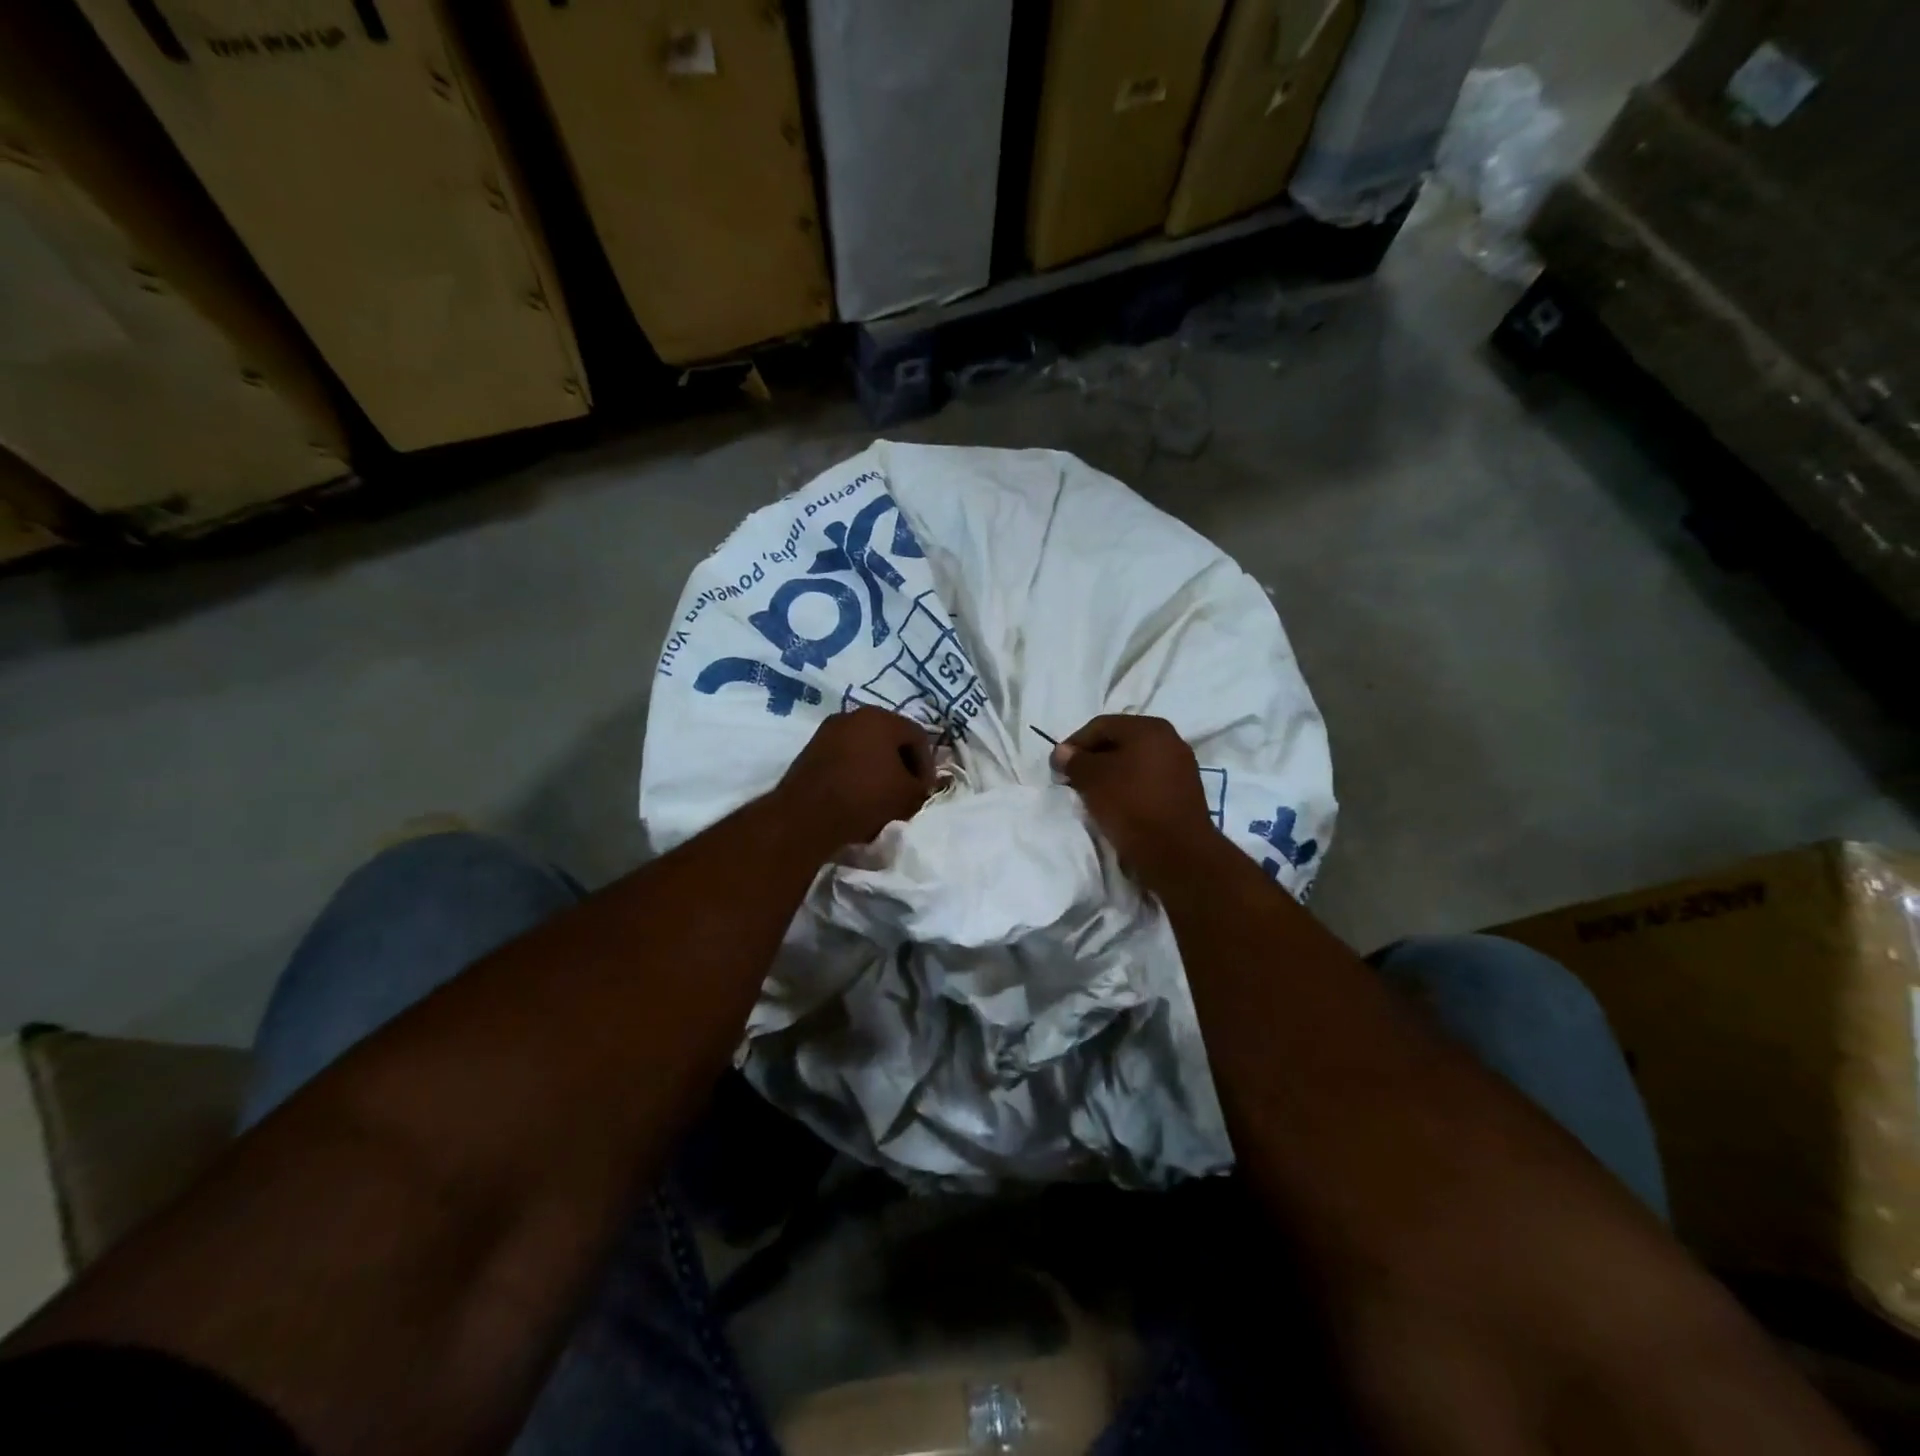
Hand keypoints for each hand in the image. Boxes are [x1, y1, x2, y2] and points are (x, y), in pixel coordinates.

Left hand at [775, 707, 935, 849]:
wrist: (807, 814)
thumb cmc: (865, 796)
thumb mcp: (908, 796)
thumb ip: (921, 786)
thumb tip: (918, 786)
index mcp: (881, 718)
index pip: (917, 736)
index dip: (927, 765)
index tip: (925, 790)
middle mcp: (853, 715)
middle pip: (889, 738)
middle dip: (902, 765)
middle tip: (906, 791)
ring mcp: (828, 731)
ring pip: (865, 748)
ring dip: (878, 769)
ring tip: (882, 796)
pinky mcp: (811, 750)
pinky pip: (844, 758)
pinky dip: (855, 773)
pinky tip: (857, 796)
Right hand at [1052, 715, 1217, 885]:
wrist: (1176, 853)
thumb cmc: (1130, 805)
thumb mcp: (1092, 780)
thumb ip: (1074, 761)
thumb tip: (1062, 752)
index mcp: (1149, 728)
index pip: (1101, 726)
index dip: (1074, 744)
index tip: (1057, 767)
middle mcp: (1170, 740)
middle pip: (1120, 742)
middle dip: (1093, 759)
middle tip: (1073, 780)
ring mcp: (1181, 767)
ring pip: (1134, 763)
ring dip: (1110, 775)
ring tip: (1091, 795)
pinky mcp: (1184, 792)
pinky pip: (1148, 781)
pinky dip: (1128, 788)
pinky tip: (1116, 805)